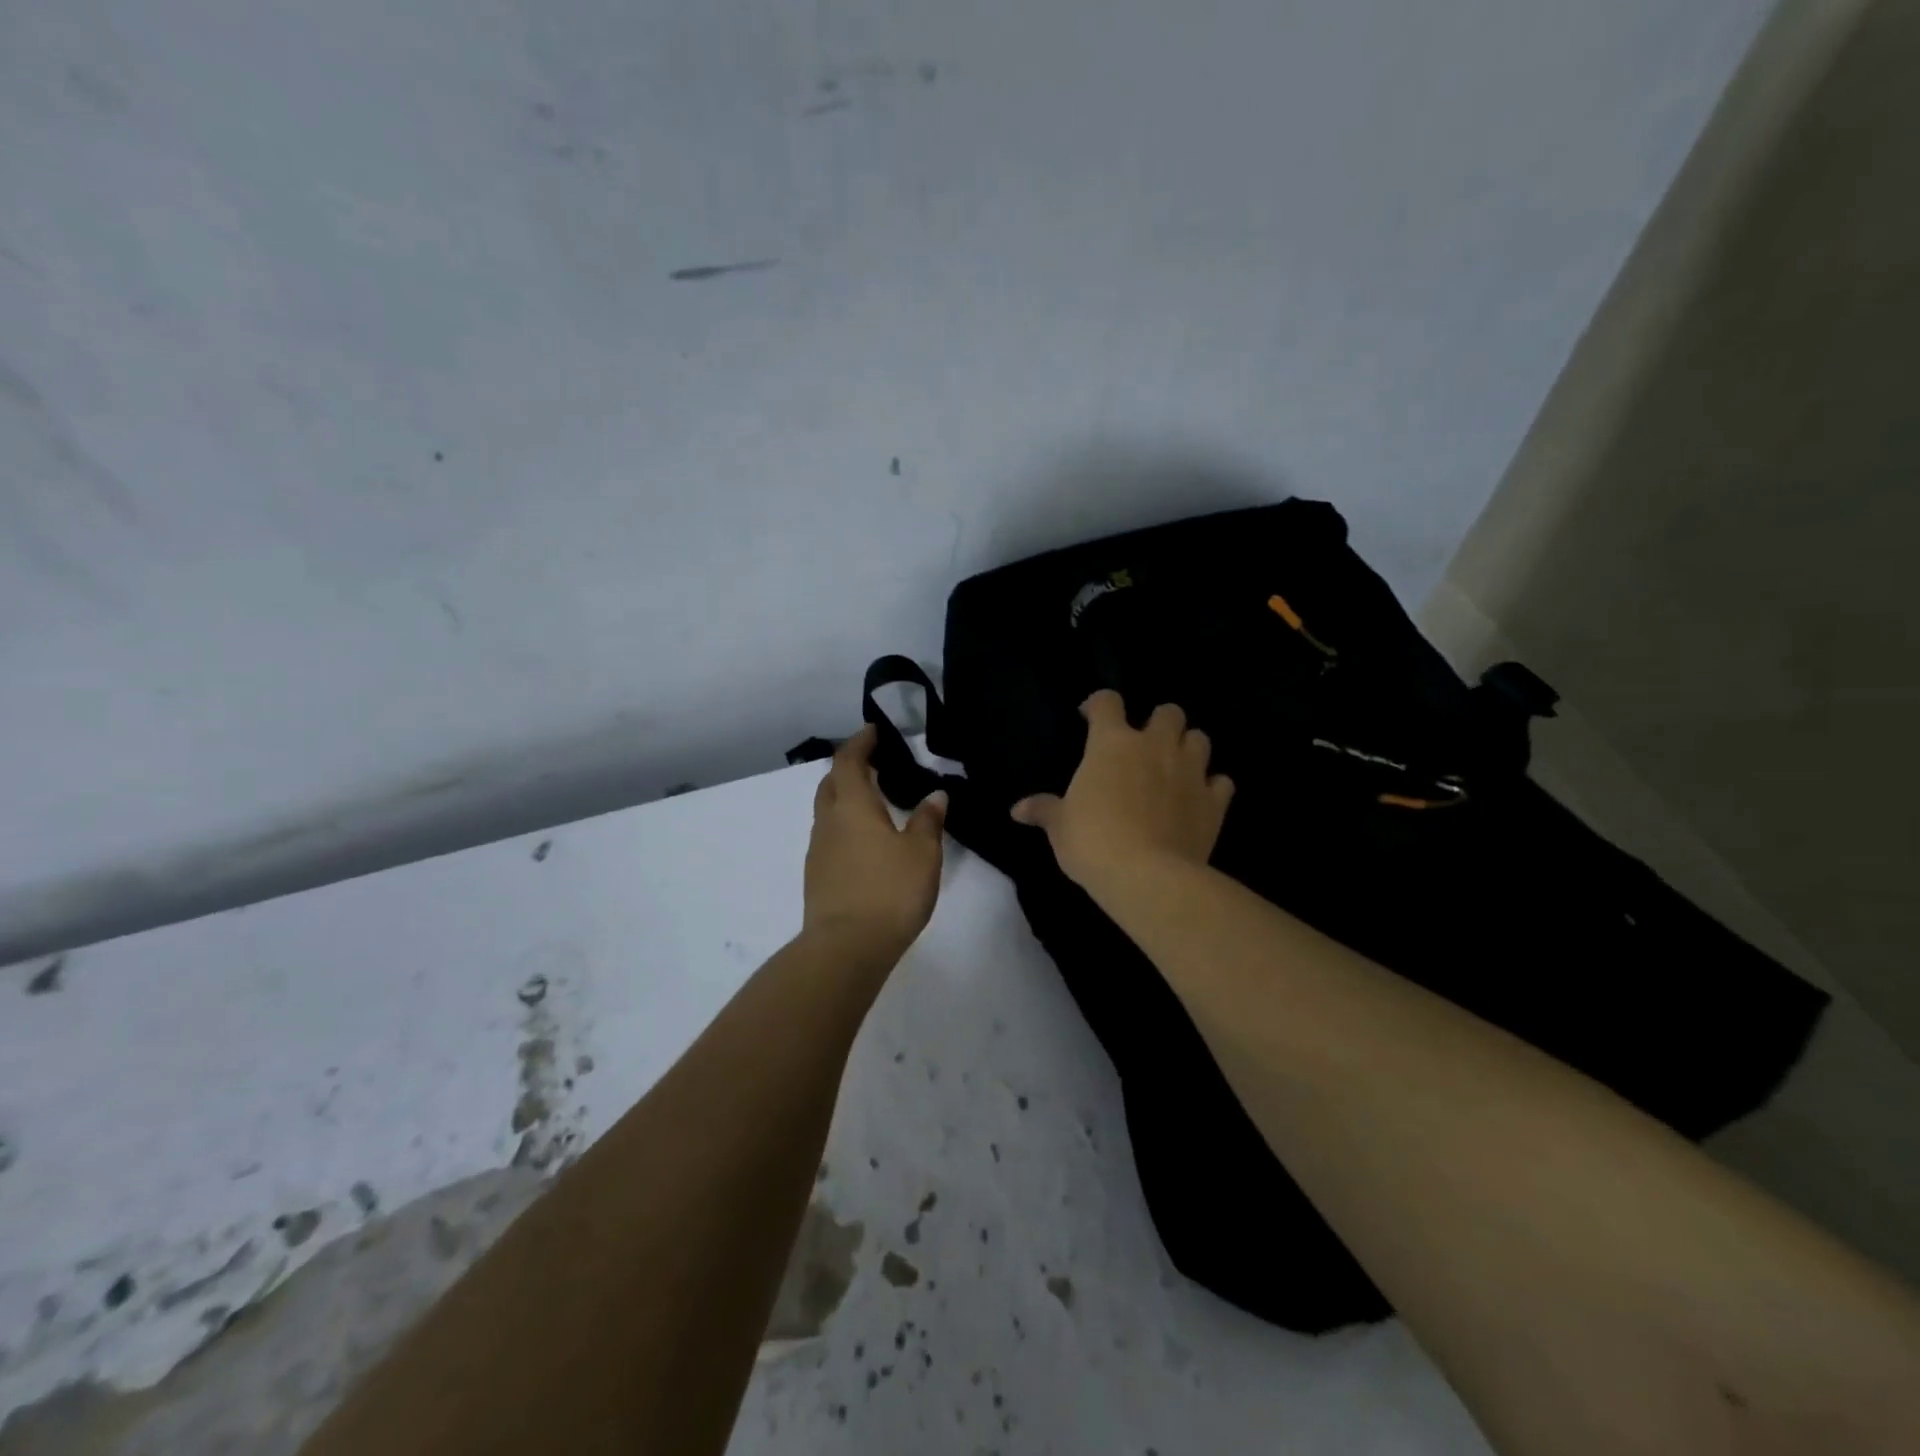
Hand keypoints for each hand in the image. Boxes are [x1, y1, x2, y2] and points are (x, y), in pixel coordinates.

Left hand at [803, 725, 947, 960]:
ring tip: (874, 804)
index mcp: (852, 807)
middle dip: (848, 769)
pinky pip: (829, 838)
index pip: (848, 761)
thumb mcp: (921, 854)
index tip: (873, 731)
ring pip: (827, 812)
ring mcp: (818, 851)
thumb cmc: (889, 891)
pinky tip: (865, 844)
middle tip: (874, 765)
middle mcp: (828, 822)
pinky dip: (845, 827)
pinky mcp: (817, 877)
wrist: (846, 948)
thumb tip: (935, 795)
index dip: (860, 742)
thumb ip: (928, 821)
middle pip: (830, 783)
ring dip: (845, 799)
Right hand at [1011, 690, 1233, 895]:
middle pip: (1168, 711)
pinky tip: (1201, 799)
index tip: (1089, 717)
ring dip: (1188, 747)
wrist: (1148, 876)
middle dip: (1158, 722)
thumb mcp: (1060, 827)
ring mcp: (1190, 770)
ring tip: (1175, 767)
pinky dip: (1212, 786)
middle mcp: (1155, 745)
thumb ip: (1043, 810)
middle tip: (1144, 745)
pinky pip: (1221, 782)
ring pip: (1200, 738)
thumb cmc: (1093, 842)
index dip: (1098, 704)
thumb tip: (1017, 810)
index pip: (1107, 702)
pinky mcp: (1215, 801)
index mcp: (1111, 743)